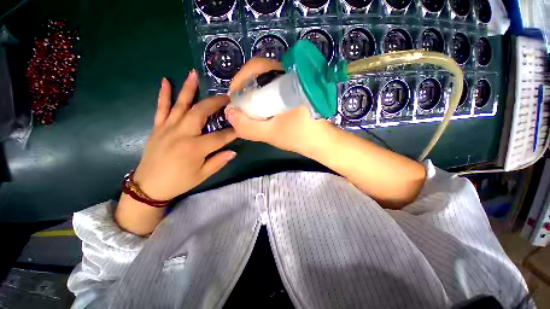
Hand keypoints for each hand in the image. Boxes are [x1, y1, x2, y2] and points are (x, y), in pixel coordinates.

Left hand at [133, 71, 236, 200]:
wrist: (148, 187)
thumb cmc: (179, 182)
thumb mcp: (202, 175)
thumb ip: (218, 161)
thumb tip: (234, 151)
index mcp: (195, 148)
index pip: (220, 136)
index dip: (232, 132)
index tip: (242, 126)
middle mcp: (182, 134)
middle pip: (201, 112)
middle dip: (215, 103)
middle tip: (226, 96)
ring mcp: (168, 128)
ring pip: (180, 105)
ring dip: (188, 89)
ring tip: (194, 74)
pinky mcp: (158, 128)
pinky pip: (161, 108)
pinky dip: (163, 94)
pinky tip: (165, 81)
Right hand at [225, 58, 331, 153]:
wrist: (321, 143)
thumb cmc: (300, 137)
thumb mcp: (271, 134)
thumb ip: (248, 126)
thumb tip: (228, 113)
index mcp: (287, 82)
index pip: (259, 66)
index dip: (241, 78)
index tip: (234, 96)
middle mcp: (291, 78)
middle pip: (261, 73)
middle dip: (246, 87)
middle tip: (240, 105)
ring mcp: (294, 86)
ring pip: (267, 82)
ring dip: (254, 94)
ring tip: (248, 110)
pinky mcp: (295, 94)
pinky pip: (273, 91)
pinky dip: (263, 99)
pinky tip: (261, 112)